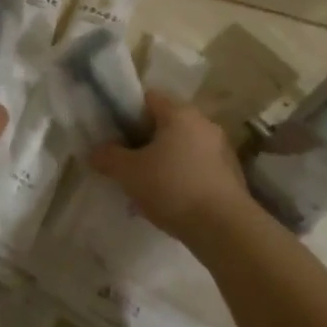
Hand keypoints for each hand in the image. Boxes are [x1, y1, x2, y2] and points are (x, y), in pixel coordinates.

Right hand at [87, 92, 253, 247]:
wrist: (225, 229)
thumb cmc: (172, 188)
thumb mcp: (129, 173)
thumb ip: (108, 157)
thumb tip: (94, 151)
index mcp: (180, 113)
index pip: (149, 97)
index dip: (127, 112)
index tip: (115, 134)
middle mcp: (204, 123)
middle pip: (166, 123)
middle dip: (145, 141)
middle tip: (127, 163)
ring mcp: (221, 149)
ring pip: (182, 147)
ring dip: (164, 161)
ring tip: (147, 188)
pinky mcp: (231, 174)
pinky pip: (198, 167)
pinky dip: (183, 177)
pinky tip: (171, 202)